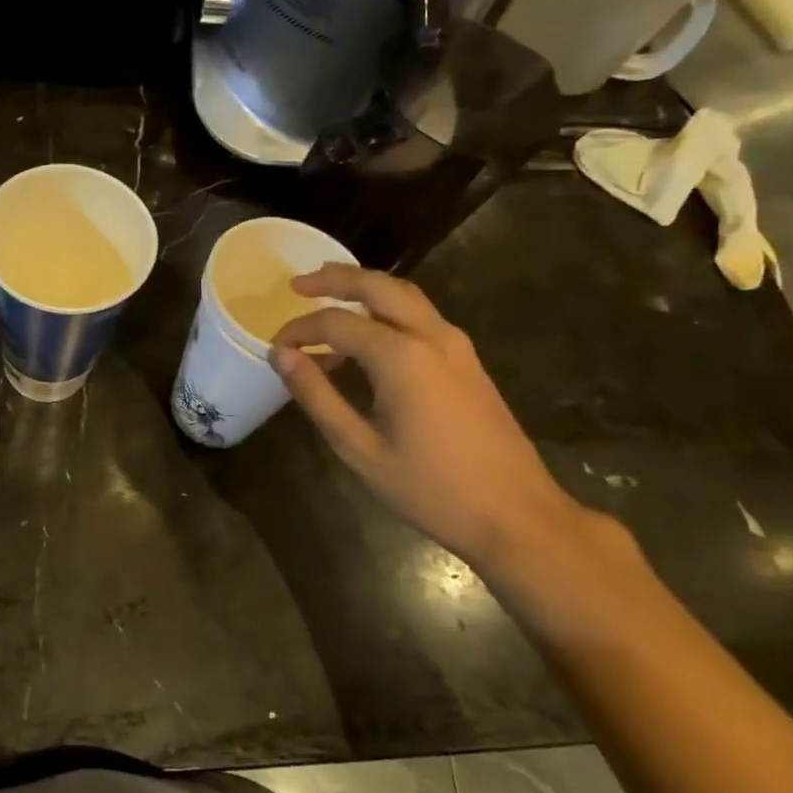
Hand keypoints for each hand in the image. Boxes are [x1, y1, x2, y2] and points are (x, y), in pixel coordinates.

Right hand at [271, 266, 593, 573]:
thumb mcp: (359, 448)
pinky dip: (387, 309)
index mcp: (401, 357)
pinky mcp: (467, 360)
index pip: (336, 323)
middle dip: (335, 278)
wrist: (516, 515)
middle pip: (378, 286)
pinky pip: (420, 315)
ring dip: (364, 288)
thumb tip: (282, 355)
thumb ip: (317, 396)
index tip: (276, 347)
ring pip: (405, 295)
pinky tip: (368, 333)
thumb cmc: (431, 488)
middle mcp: (431, 336)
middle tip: (297, 284)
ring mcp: (456, 345)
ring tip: (329, 296)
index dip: (300, 330)